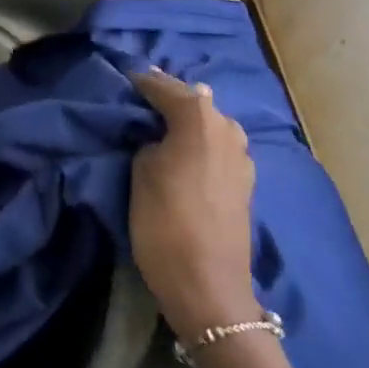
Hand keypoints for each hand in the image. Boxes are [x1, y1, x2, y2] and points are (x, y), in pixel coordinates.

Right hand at [129, 70, 260, 331]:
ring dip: (188, 121)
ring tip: (161, 125)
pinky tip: (185, 150)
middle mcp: (227, 127)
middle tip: (140, 100)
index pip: (163, 86)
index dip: (140, 82)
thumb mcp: (141, 170)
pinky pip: (218, 146)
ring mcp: (242, 155)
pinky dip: (200, 142)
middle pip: (193, 100)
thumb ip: (151, 139)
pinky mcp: (246, 181)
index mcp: (199, 118)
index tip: (122, 79)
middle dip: (168, 98)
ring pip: (209, 123)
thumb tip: (161, 133)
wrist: (208, 288)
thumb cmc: (164, 222)